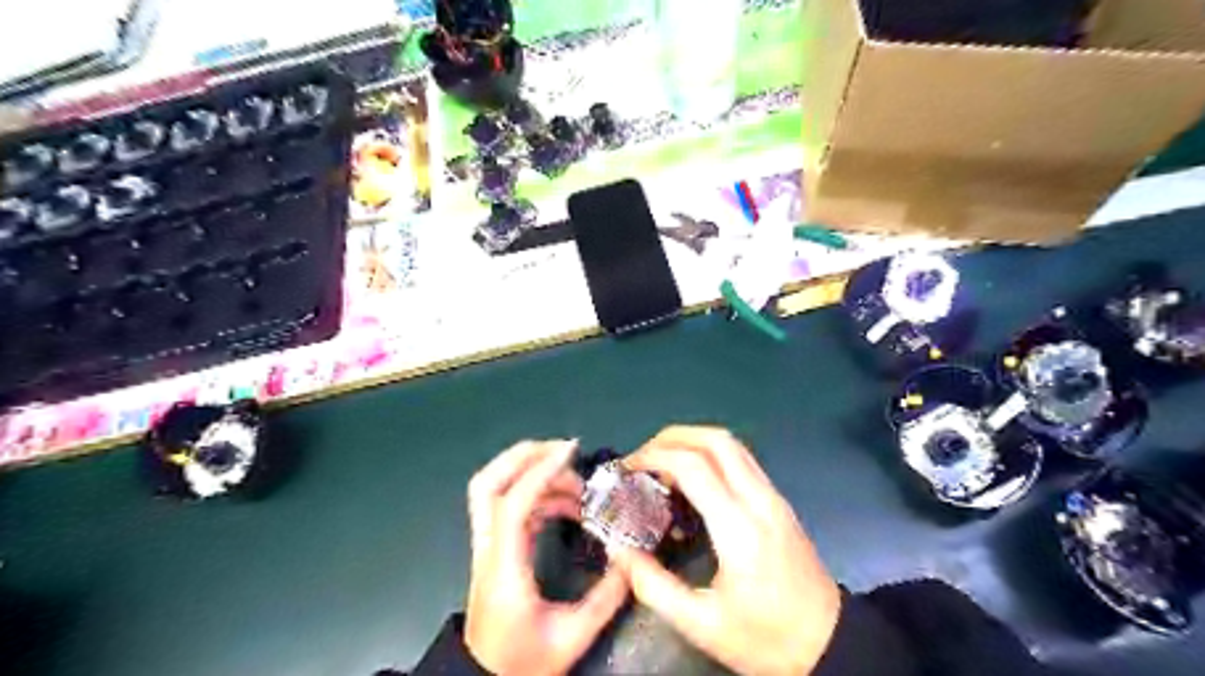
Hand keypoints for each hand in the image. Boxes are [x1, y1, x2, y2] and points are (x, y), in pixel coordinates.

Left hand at [462, 442, 629, 673]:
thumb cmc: (525, 663)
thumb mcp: (573, 636)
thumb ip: (607, 596)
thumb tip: (631, 559)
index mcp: (505, 569)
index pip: (513, 505)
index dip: (541, 472)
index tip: (571, 453)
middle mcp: (489, 550)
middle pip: (486, 485)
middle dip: (522, 456)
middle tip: (563, 451)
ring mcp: (487, 548)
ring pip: (493, 491)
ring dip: (532, 473)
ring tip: (575, 485)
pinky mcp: (494, 550)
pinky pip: (509, 506)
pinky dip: (536, 494)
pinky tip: (566, 505)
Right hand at [607, 429, 839, 675]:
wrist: (831, 644)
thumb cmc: (765, 638)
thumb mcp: (702, 624)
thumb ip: (653, 586)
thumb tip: (618, 549)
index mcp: (739, 528)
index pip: (693, 466)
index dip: (655, 457)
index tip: (628, 468)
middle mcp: (759, 500)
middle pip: (716, 440)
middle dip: (673, 437)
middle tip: (643, 457)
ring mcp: (773, 497)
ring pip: (732, 445)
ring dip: (693, 441)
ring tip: (662, 463)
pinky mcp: (778, 502)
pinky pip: (741, 460)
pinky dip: (710, 454)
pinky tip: (692, 479)